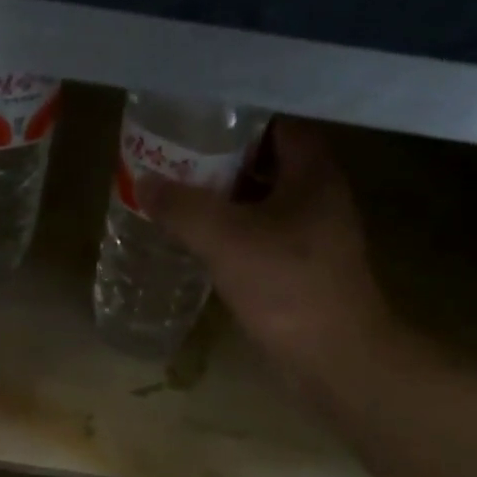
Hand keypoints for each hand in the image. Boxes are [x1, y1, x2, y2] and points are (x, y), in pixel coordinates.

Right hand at [143, 118, 396, 390]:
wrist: (332, 357)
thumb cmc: (287, 287)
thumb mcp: (227, 241)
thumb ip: (183, 209)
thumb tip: (144, 182)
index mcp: (312, 173)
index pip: (274, 124)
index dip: (233, 119)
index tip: (190, 122)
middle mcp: (317, 196)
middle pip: (264, 162)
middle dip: (219, 160)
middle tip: (171, 161)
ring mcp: (310, 235)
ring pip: (260, 202)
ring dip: (222, 200)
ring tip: (175, 198)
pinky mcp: (299, 269)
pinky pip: (259, 236)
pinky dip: (230, 234)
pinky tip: (197, 243)